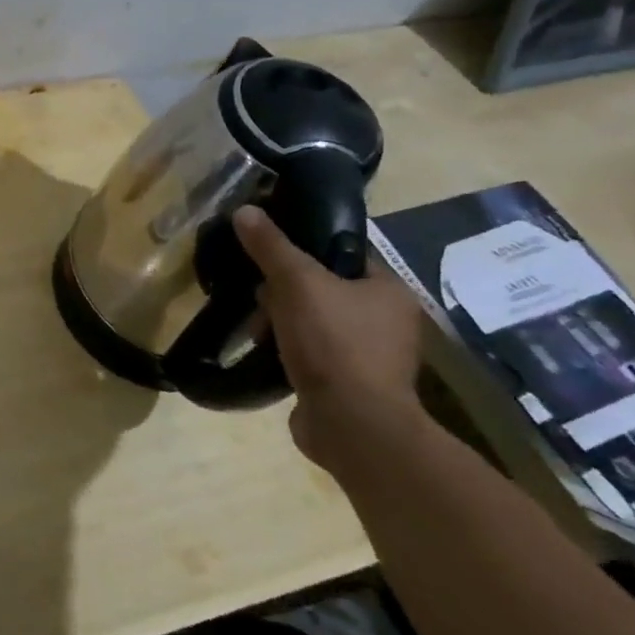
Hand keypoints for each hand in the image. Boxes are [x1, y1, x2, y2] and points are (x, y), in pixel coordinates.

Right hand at [232, 206, 426, 473]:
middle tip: (258, 296)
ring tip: (255, 329)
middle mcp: (388, 322)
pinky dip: (288, 353)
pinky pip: (312, 356)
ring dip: (282, 324)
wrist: (352, 424)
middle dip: (285, 293)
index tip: (269, 254)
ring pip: (314, 324)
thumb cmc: (334, 343)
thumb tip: (245, 210)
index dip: (305, 250)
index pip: (344, 255)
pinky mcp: (350, 386)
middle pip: (324, 290)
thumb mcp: (296, 283)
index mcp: (389, 291)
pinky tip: (265, 353)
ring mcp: (370, 358)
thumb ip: (271, 247)